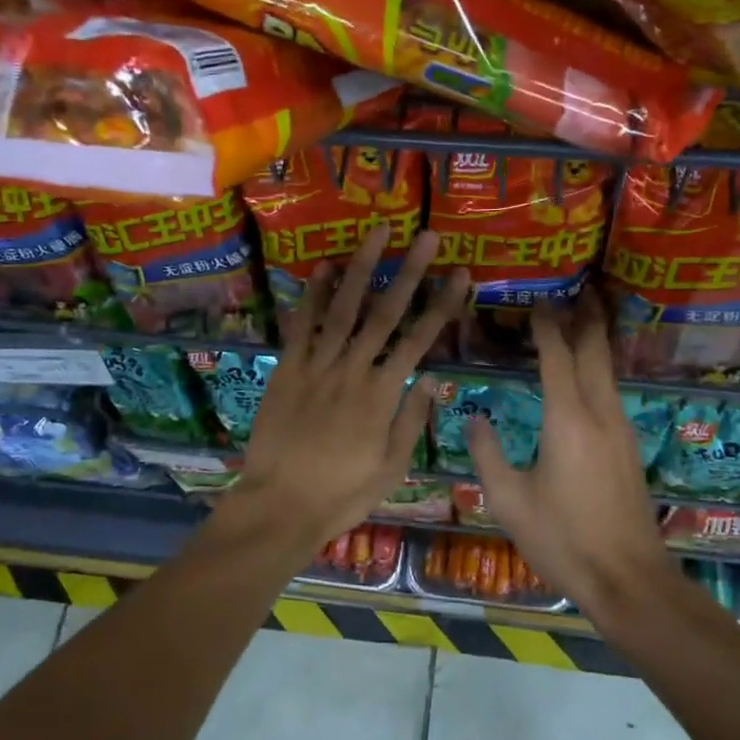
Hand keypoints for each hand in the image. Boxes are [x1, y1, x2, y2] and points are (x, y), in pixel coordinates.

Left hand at [235, 224, 467, 550]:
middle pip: (385, 314)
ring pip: (344, 309)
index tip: (460, 274)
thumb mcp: (391, 467)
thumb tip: (433, 376)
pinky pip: (301, 326)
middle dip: (409, 272)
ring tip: (377, 233)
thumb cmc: (342, 493)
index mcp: (383, 395)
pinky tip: (324, 268)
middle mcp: (353, 370)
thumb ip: (412, 419)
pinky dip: (313, 296)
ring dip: (362, 269)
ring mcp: (317, 366)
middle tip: (427, 236)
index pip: (419, 340)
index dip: (442, 305)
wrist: (279, 506)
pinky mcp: (287, 369)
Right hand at [466, 293, 667, 610]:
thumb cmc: (563, 540)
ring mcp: (621, 430)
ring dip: (595, 341)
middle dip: (587, 317)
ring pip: (608, 371)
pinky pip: (612, 392)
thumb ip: (487, 455)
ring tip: (580, 320)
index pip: (557, 357)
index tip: (538, 300)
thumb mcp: (509, 501)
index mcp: (568, 420)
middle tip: (579, 288)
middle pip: (595, 352)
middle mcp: (600, 414)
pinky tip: (588, 375)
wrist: (628, 579)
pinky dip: (598, 369)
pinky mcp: (628, 448)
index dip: (547, 326)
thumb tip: (476, 419)